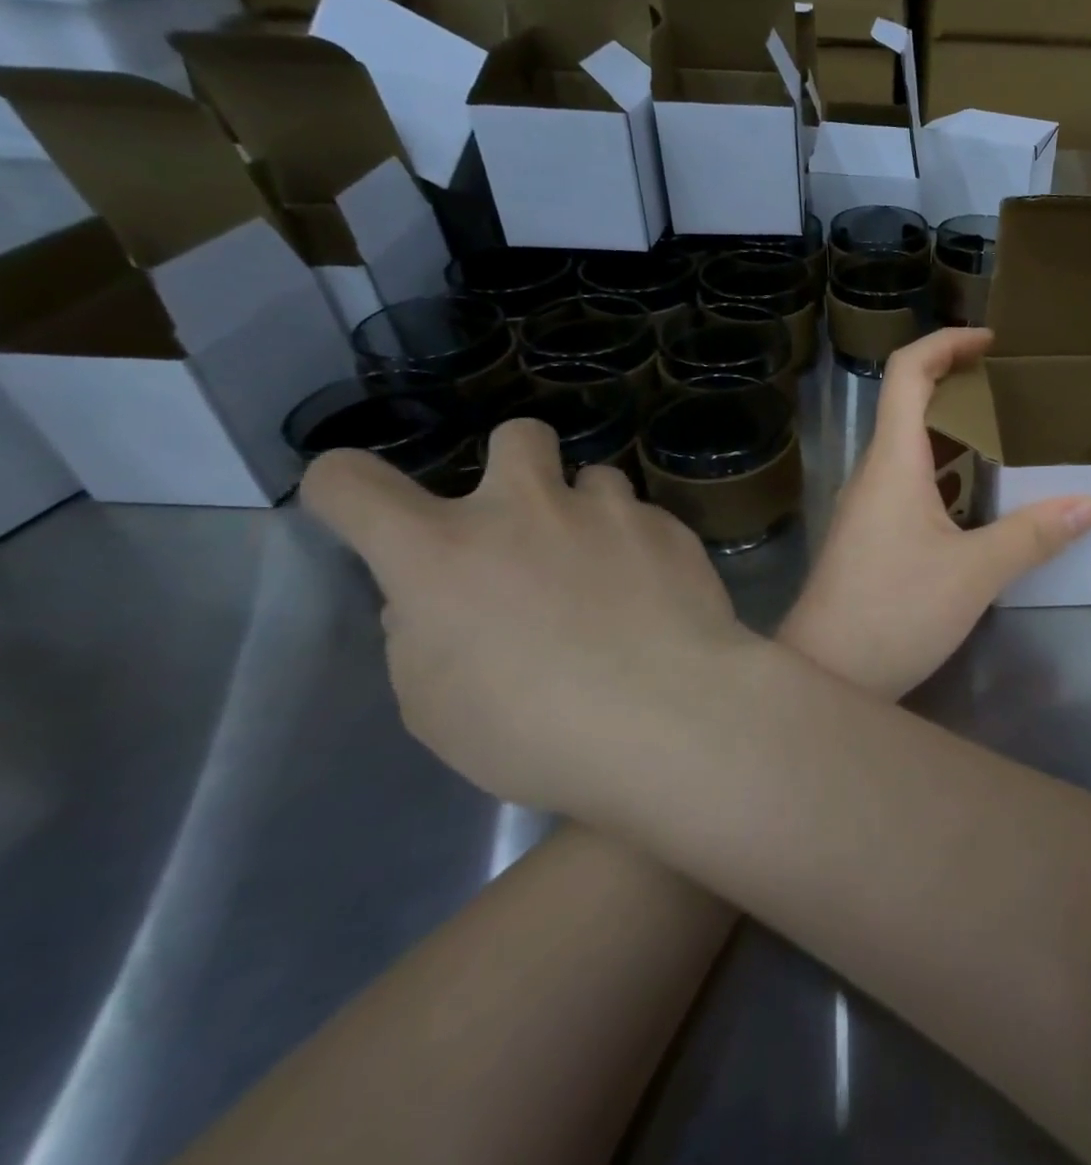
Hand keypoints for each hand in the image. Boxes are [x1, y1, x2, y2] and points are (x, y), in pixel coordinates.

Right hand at [301, 421, 760, 815]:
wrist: (669, 714)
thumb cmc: (534, 729)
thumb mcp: (435, 701)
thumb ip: (424, 630)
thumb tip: (439, 598)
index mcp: (442, 551)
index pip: (353, 480)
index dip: (345, 489)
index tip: (364, 512)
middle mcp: (527, 508)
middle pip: (516, 435)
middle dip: (514, 464)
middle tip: (527, 521)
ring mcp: (609, 510)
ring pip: (594, 476)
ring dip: (589, 511)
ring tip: (606, 566)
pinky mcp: (670, 527)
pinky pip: (645, 518)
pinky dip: (639, 545)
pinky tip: (655, 593)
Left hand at [779, 329, 1090, 697]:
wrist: (825, 675)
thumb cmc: (893, 612)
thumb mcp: (974, 573)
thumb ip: (1032, 535)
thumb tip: (1089, 503)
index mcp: (892, 461)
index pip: (908, 372)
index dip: (947, 343)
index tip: (991, 341)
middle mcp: (874, 472)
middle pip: (909, 403)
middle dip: (959, 384)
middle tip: (1013, 392)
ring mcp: (868, 506)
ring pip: (911, 448)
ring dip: (954, 432)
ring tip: (1007, 440)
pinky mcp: (871, 536)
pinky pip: (911, 484)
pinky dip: (946, 473)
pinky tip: (979, 502)